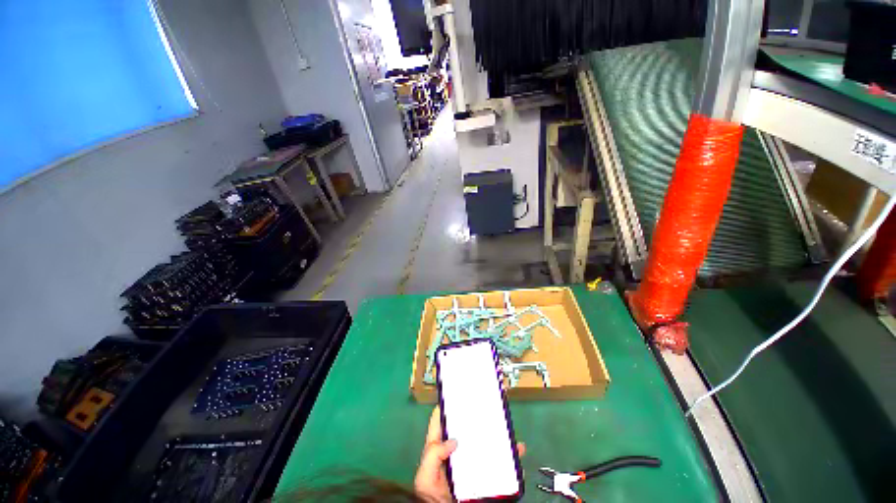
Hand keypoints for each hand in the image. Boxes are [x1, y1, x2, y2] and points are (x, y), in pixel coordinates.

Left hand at [414, 407, 525, 501]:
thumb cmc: (432, 496)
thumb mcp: (425, 477)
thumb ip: (432, 455)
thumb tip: (453, 440)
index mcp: (440, 446)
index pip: (442, 420)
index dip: (448, 405)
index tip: (460, 393)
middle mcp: (457, 450)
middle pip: (466, 428)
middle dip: (476, 415)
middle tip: (487, 403)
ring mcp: (470, 461)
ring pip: (484, 442)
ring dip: (496, 433)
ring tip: (505, 423)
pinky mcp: (483, 474)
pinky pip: (499, 463)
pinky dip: (510, 456)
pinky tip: (518, 450)